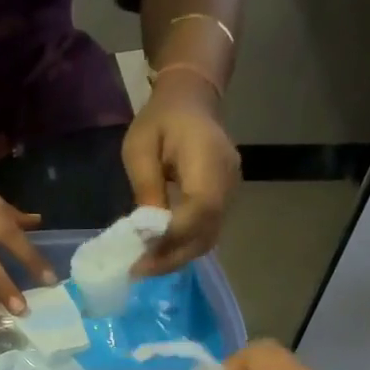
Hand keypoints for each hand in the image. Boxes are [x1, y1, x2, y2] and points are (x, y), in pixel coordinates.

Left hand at [122, 73, 239, 276]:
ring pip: (209, 237)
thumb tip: (147, 230)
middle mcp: (227, 180)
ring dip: (177, 256)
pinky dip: (183, 247)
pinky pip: (207, 231)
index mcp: (208, 159)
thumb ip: (146, 186)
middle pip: (207, 232)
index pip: (199, 210)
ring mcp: (230, 191)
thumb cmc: (160, 119)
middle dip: (172, 257)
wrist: (192, 99)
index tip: (142, 257)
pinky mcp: (224, 200)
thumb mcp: (139, 148)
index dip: (172, 239)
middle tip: (140, 271)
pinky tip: (160, 252)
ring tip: (146, 266)